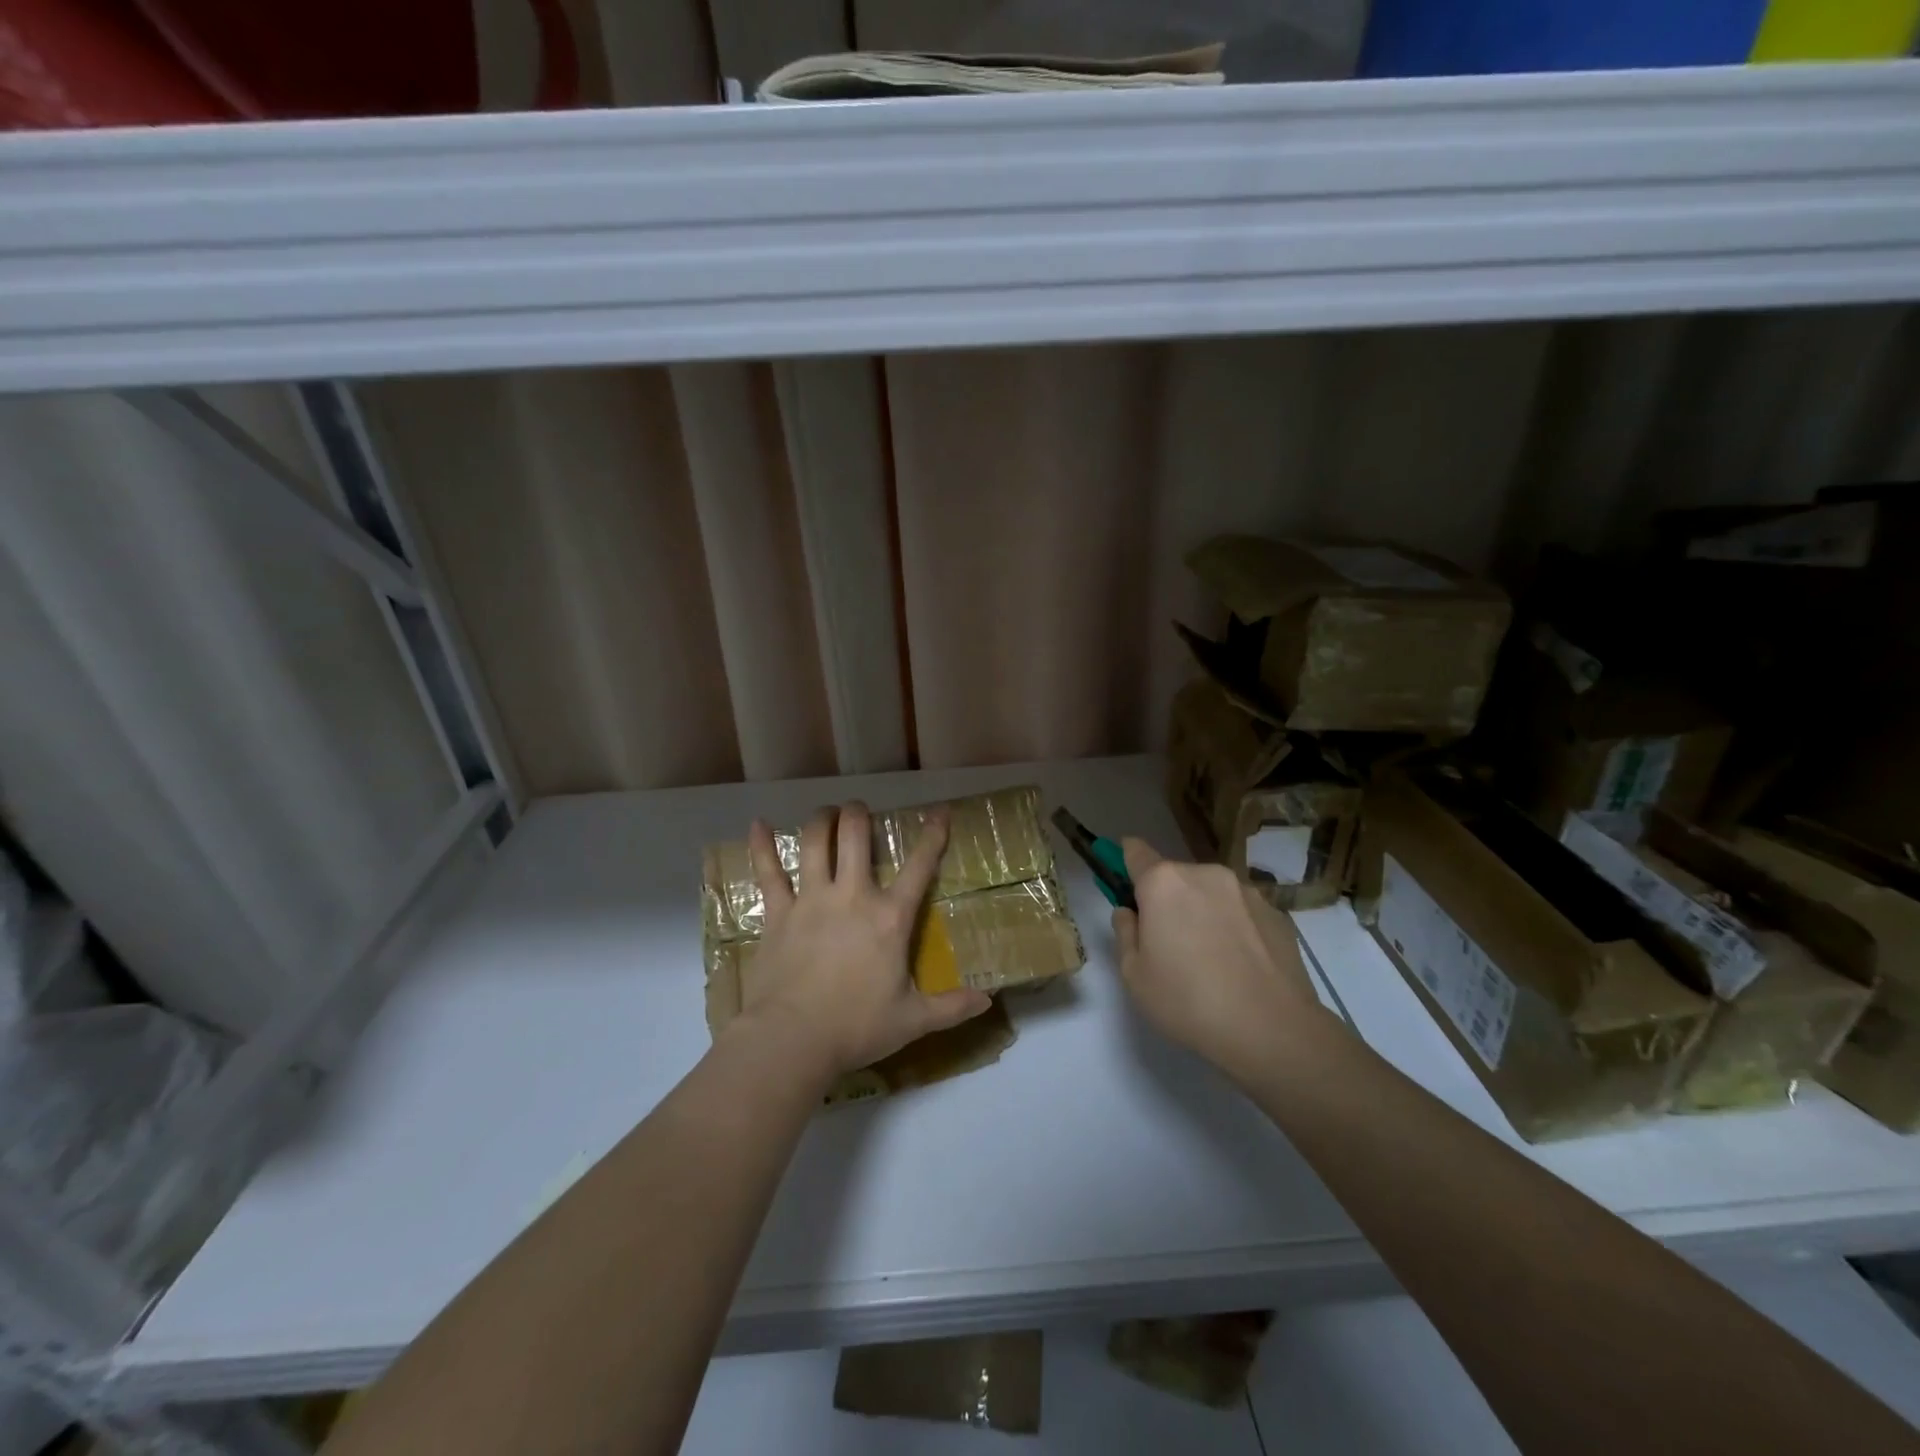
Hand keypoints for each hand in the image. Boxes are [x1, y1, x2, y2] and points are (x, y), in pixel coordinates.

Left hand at [733, 801, 992, 1075]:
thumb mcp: (912, 1020)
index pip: (920, 866)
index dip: (933, 835)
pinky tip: (758, 824)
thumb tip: (988, 1001)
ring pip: (816, 843)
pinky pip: (769, 873)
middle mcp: (852, 896)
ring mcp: (811, 900)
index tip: (940, 811)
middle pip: (855, 836)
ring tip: (826, 813)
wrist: (793, 1039)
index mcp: (890, 918)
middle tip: (859, 810)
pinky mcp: (778, 913)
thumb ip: (951, 1007)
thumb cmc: (856, 1027)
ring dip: (822, 820)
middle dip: (859, 814)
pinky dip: (762, 846)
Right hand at [1111, 839, 1326, 1083]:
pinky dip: (1234, 928)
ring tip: (1210, 960)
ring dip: (1203, 912)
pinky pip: (1241, 912)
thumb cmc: (1188, 1001)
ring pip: (1211, 893)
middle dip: (1167, 899)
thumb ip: (1125, 933)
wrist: (1273, 1030)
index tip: (1124, 882)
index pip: (1135, 852)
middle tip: (1168, 943)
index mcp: (1164, 883)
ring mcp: (1246, 891)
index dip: (1125, 861)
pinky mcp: (1276, 913)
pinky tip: (1239, 967)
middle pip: (1175, 876)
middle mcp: (1205, 874)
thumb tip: (1130, 913)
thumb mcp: (1134, 975)